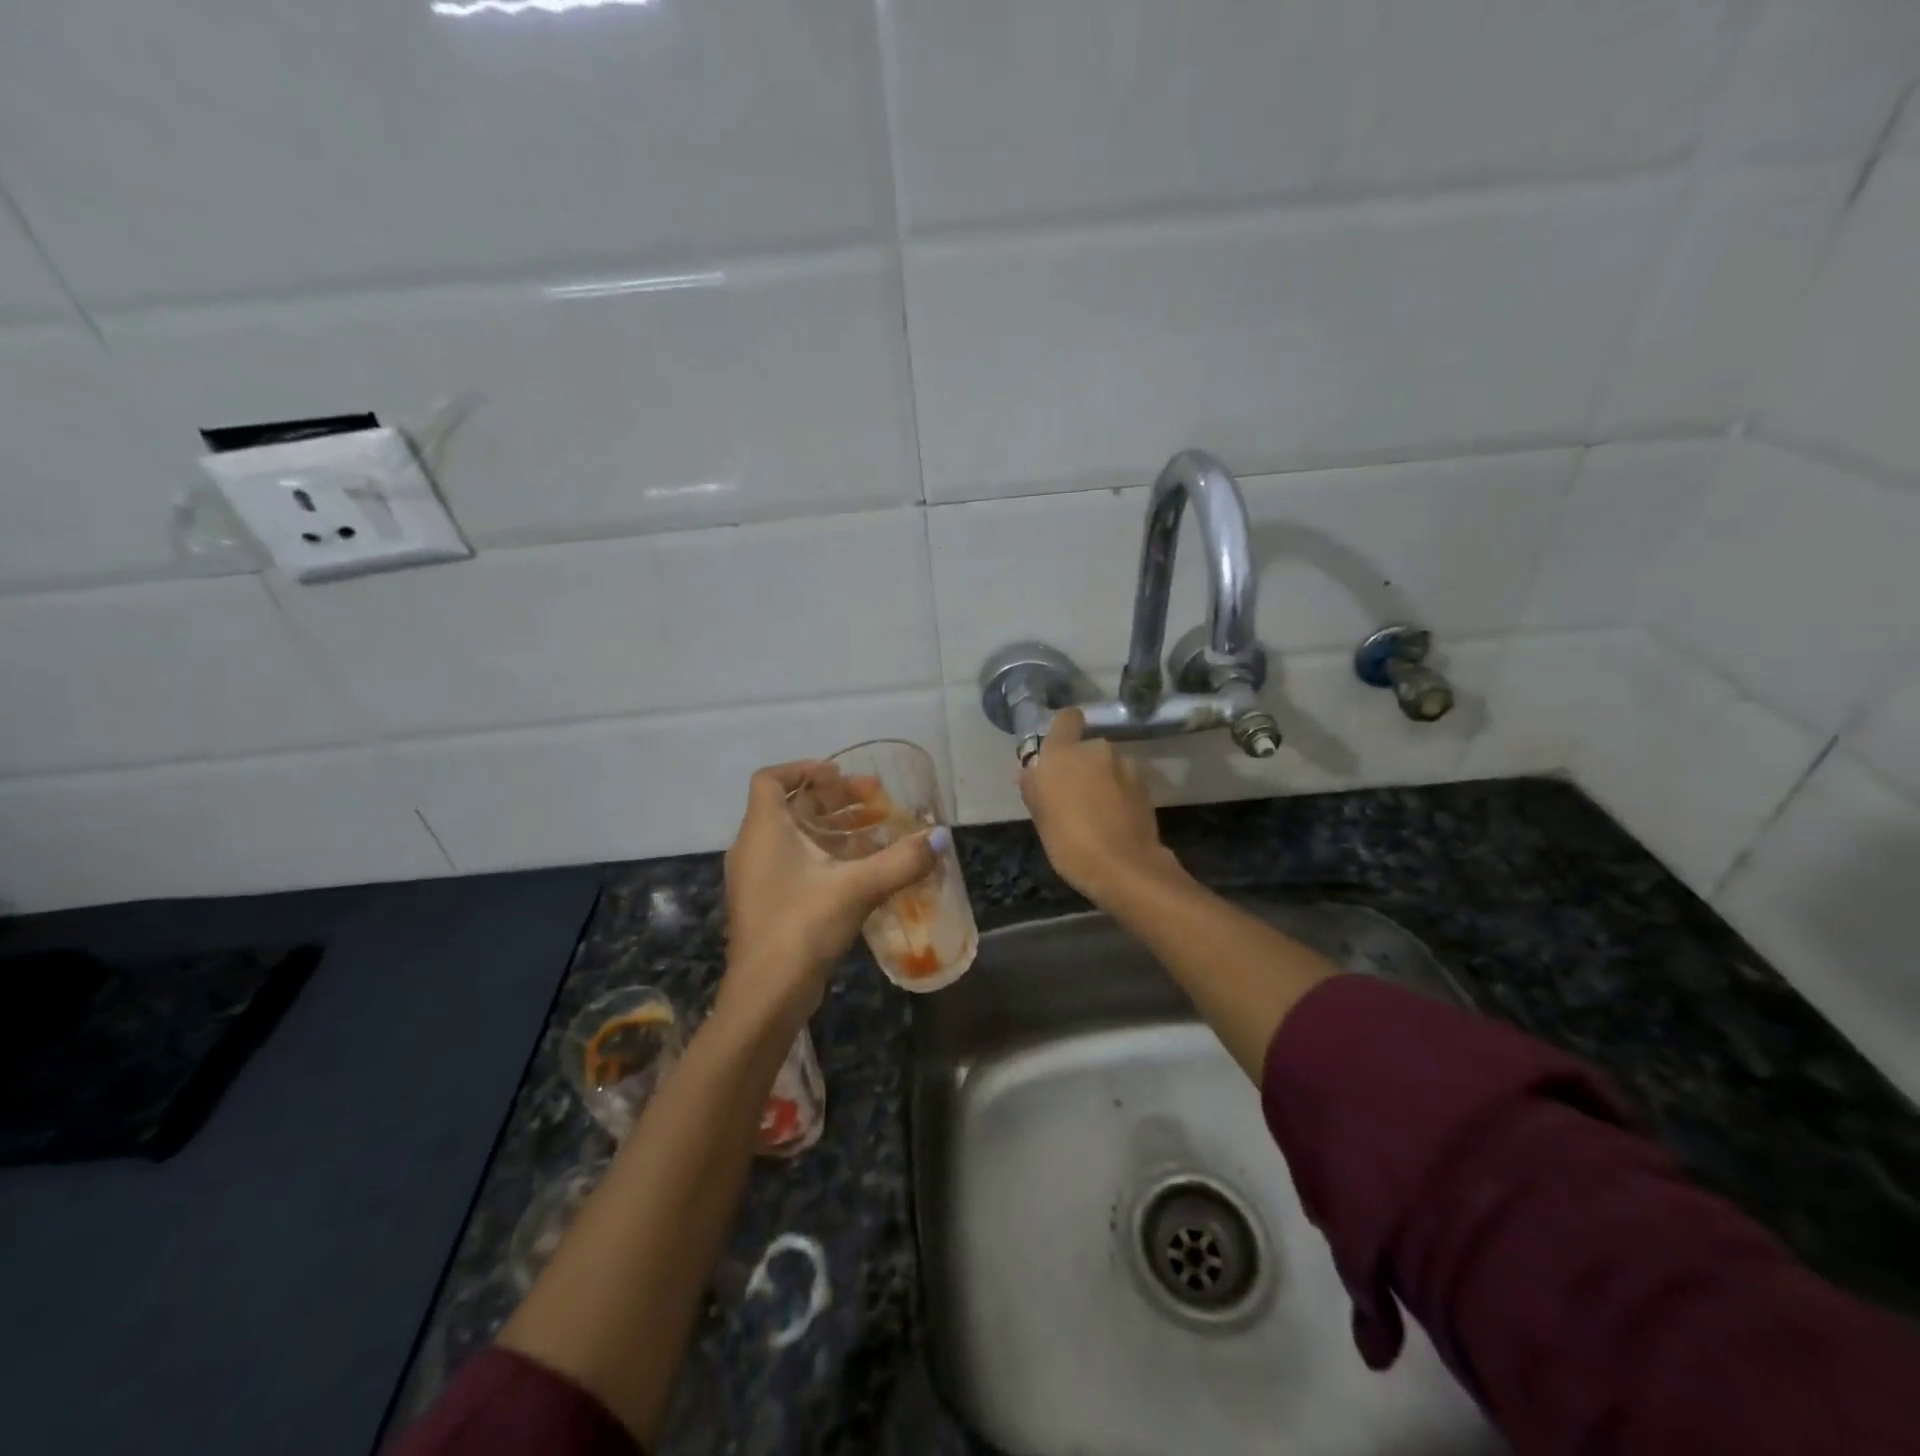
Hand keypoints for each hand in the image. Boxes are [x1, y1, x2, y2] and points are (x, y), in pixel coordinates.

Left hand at [720, 762, 940, 1027]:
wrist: (766, 995)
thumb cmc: (803, 925)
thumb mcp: (858, 887)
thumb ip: (901, 860)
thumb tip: (941, 838)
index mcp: (763, 830)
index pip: (771, 779)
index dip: (804, 769)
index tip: (841, 775)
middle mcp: (753, 847)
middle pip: (791, 806)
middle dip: (834, 800)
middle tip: (876, 801)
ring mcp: (757, 878)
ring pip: (795, 837)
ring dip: (834, 829)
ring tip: (877, 830)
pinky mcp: (767, 904)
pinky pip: (795, 863)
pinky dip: (826, 857)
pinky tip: (862, 870)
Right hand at [1019, 709, 1186, 902]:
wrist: (1123, 867)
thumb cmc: (1068, 841)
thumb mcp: (1039, 816)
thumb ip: (1034, 786)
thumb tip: (1031, 771)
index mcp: (1063, 752)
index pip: (1066, 718)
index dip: (1063, 729)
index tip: (1058, 751)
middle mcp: (1096, 749)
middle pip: (1087, 747)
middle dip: (1082, 764)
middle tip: (1073, 793)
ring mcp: (1125, 765)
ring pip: (1108, 764)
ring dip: (1103, 778)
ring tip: (1097, 810)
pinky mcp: (1146, 785)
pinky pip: (1125, 781)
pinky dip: (1120, 792)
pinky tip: (1115, 818)